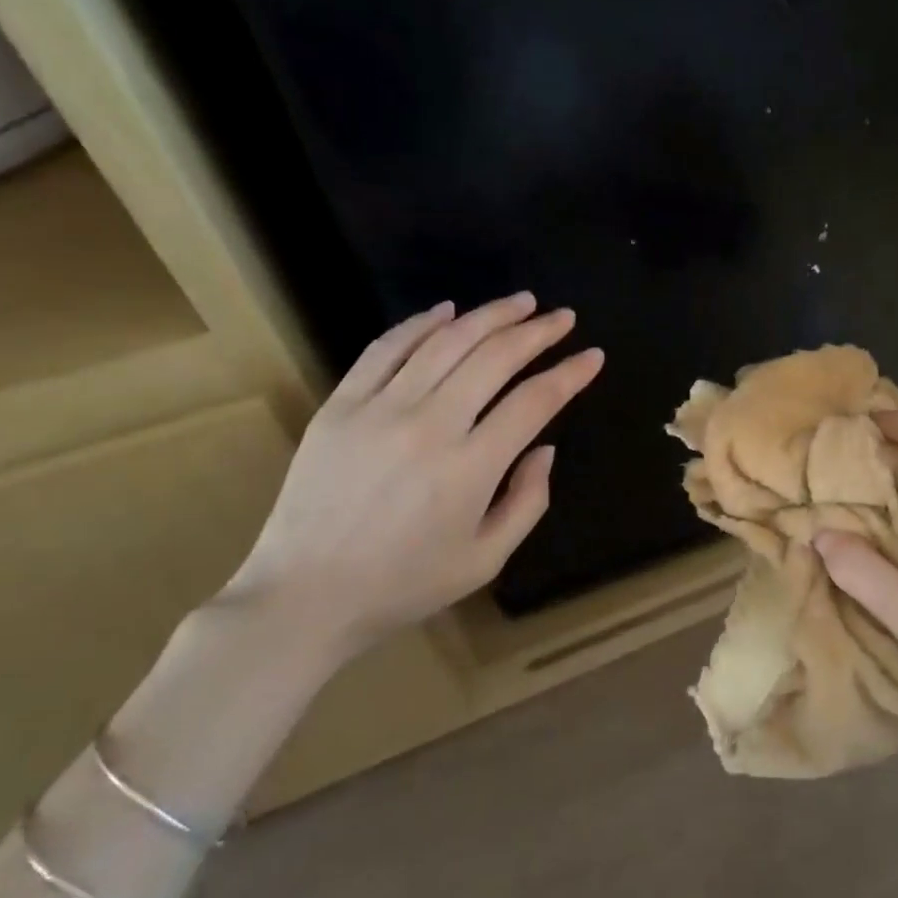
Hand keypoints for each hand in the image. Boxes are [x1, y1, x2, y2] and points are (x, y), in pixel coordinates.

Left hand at [226, 293, 603, 654]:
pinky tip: (448, 311)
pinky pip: (386, 349)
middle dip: (537, 332)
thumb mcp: (485, 560)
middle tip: (563, 317)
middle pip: (495, 358)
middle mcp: (430, 426)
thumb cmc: (404, 584)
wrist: (305, 595)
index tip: (592, 355)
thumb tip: (544, 449)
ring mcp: (380, 409)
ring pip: (445, 342)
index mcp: (471, 468)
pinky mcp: (341, 405)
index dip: (570, 374)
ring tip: (520, 302)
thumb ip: (527, 501)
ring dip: (489, 316)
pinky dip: (421, 324)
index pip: (534, 402)